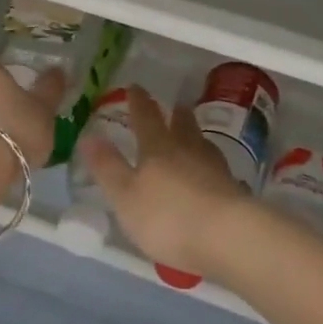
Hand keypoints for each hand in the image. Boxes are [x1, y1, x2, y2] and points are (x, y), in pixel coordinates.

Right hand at [77, 86, 252, 278]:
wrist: (227, 236)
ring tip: (192, 134)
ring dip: (195, 135)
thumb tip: (89, 136)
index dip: (138, 102)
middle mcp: (188, 150)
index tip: (135, 87)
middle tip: (174, 105)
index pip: (146, 118)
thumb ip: (107, 167)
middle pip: (182, 125)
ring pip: (203, 144)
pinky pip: (218, 168)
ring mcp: (215, 169)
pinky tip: (212, 172)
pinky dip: (211, 165)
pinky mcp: (233, 190)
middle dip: (175, 114)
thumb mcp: (125, 196)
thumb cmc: (168, 217)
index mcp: (158, 149)